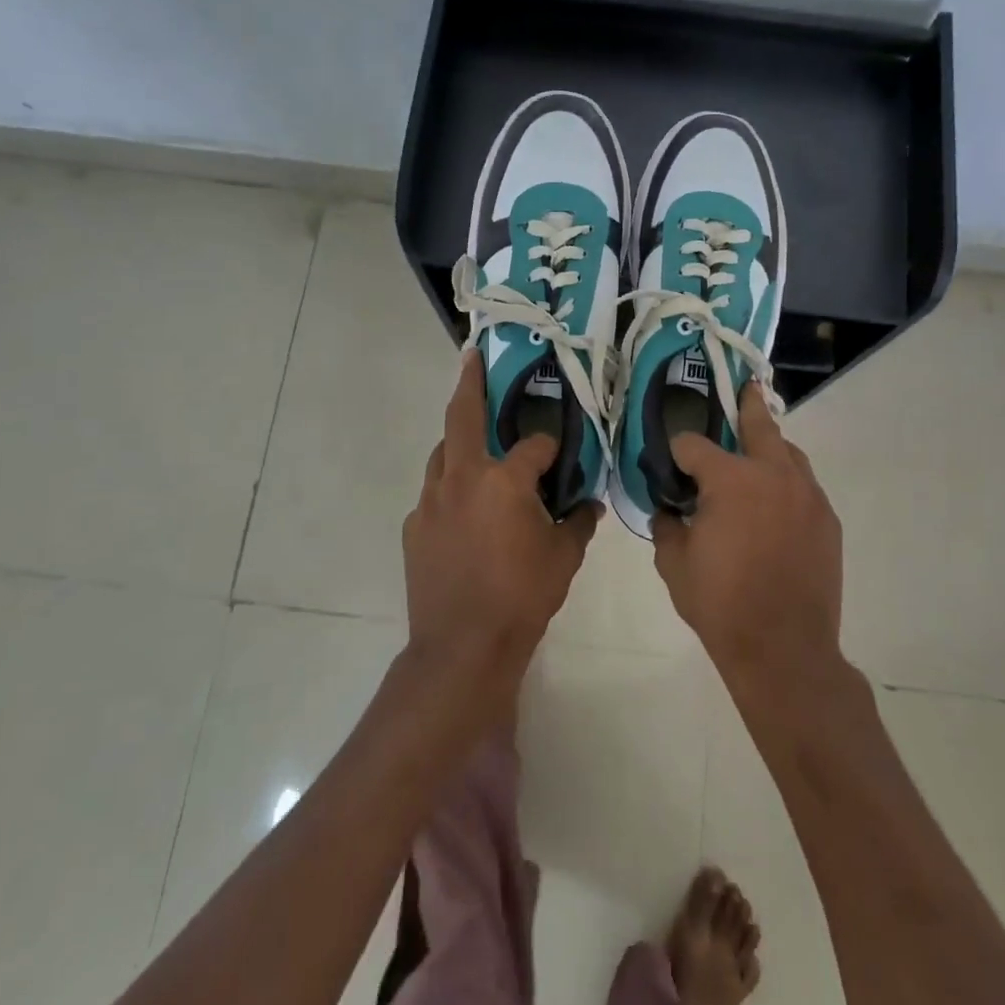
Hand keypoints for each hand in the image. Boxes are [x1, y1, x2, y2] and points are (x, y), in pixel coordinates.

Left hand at [402, 349, 600, 690]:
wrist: (463, 647)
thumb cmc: (522, 597)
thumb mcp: (564, 558)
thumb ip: (579, 522)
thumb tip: (590, 504)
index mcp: (504, 480)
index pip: (534, 446)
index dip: (551, 446)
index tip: (561, 452)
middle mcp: (462, 478)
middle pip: (462, 417)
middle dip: (470, 383)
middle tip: (473, 358)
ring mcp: (431, 501)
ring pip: (442, 454)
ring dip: (458, 441)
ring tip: (474, 443)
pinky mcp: (414, 526)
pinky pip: (433, 495)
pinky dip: (449, 490)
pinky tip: (463, 511)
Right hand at [651, 382, 843, 684]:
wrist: (784, 649)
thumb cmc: (720, 604)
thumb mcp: (674, 564)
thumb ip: (666, 526)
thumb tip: (668, 508)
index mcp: (730, 479)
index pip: (694, 445)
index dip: (677, 451)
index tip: (670, 463)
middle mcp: (773, 474)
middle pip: (759, 424)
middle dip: (746, 404)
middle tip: (743, 388)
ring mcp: (807, 495)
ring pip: (789, 453)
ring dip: (770, 446)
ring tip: (756, 452)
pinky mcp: (827, 519)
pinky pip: (805, 486)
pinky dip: (787, 483)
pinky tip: (775, 504)